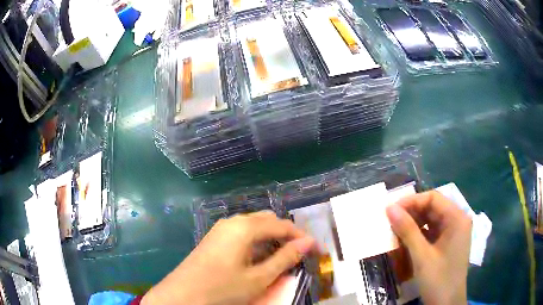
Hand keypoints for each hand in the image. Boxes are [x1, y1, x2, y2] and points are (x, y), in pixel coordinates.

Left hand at [141, 211, 314, 304]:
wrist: (182, 295)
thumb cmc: (222, 288)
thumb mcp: (259, 278)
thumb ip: (285, 258)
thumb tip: (307, 243)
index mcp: (244, 227)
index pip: (282, 225)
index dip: (302, 236)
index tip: (316, 250)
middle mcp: (232, 221)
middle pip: (268, 221)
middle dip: (286, 235)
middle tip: (298, 254)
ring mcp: (221, 229)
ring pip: (254, 227)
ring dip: (271, 239)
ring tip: (281, 258)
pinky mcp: (214, 238)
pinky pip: (241, 234)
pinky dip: (256, 243)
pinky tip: (258, 259)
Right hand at [386, 190, 471, 304]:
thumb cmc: (438, 280)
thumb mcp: (422, 256)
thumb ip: (407, 230)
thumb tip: (389, 208)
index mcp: (457, 218)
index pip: (433, 198)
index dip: (411, 201)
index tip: (390, 210)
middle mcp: (457, 221)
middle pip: (432, 208)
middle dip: (411, 214)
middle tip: (390, 222)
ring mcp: (453, 233)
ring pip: (430, 220)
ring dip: (413, 225)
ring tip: (395, 232)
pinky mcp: (447, 244)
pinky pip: (431, 232)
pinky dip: (418, 235)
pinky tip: (406, 242)